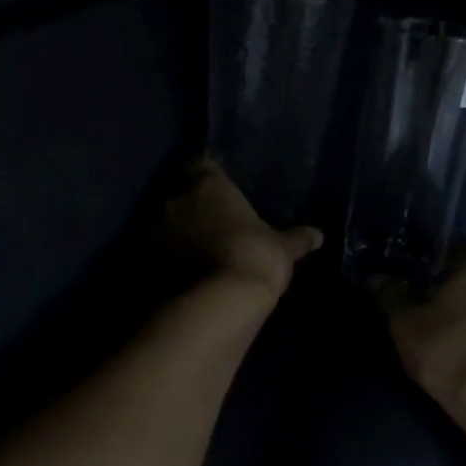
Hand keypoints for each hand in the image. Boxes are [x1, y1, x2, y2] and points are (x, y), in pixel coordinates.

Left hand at [165, 160, 323, 298]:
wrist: (219, 301)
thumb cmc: (256, 258)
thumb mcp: (283, 249)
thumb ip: (297, 239)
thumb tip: (318, 235)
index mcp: (208, 185)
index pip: (201, 165)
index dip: (208, 177)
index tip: (219, 191)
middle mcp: (176, 200)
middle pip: (179, 195)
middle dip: (191, 207)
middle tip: (210, 224)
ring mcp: (156, 230)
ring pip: (165, 225)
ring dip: (176, 234)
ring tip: (196, 253)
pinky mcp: (146, 262)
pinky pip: (156, 254)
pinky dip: (167, 260)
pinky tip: (182, 274)